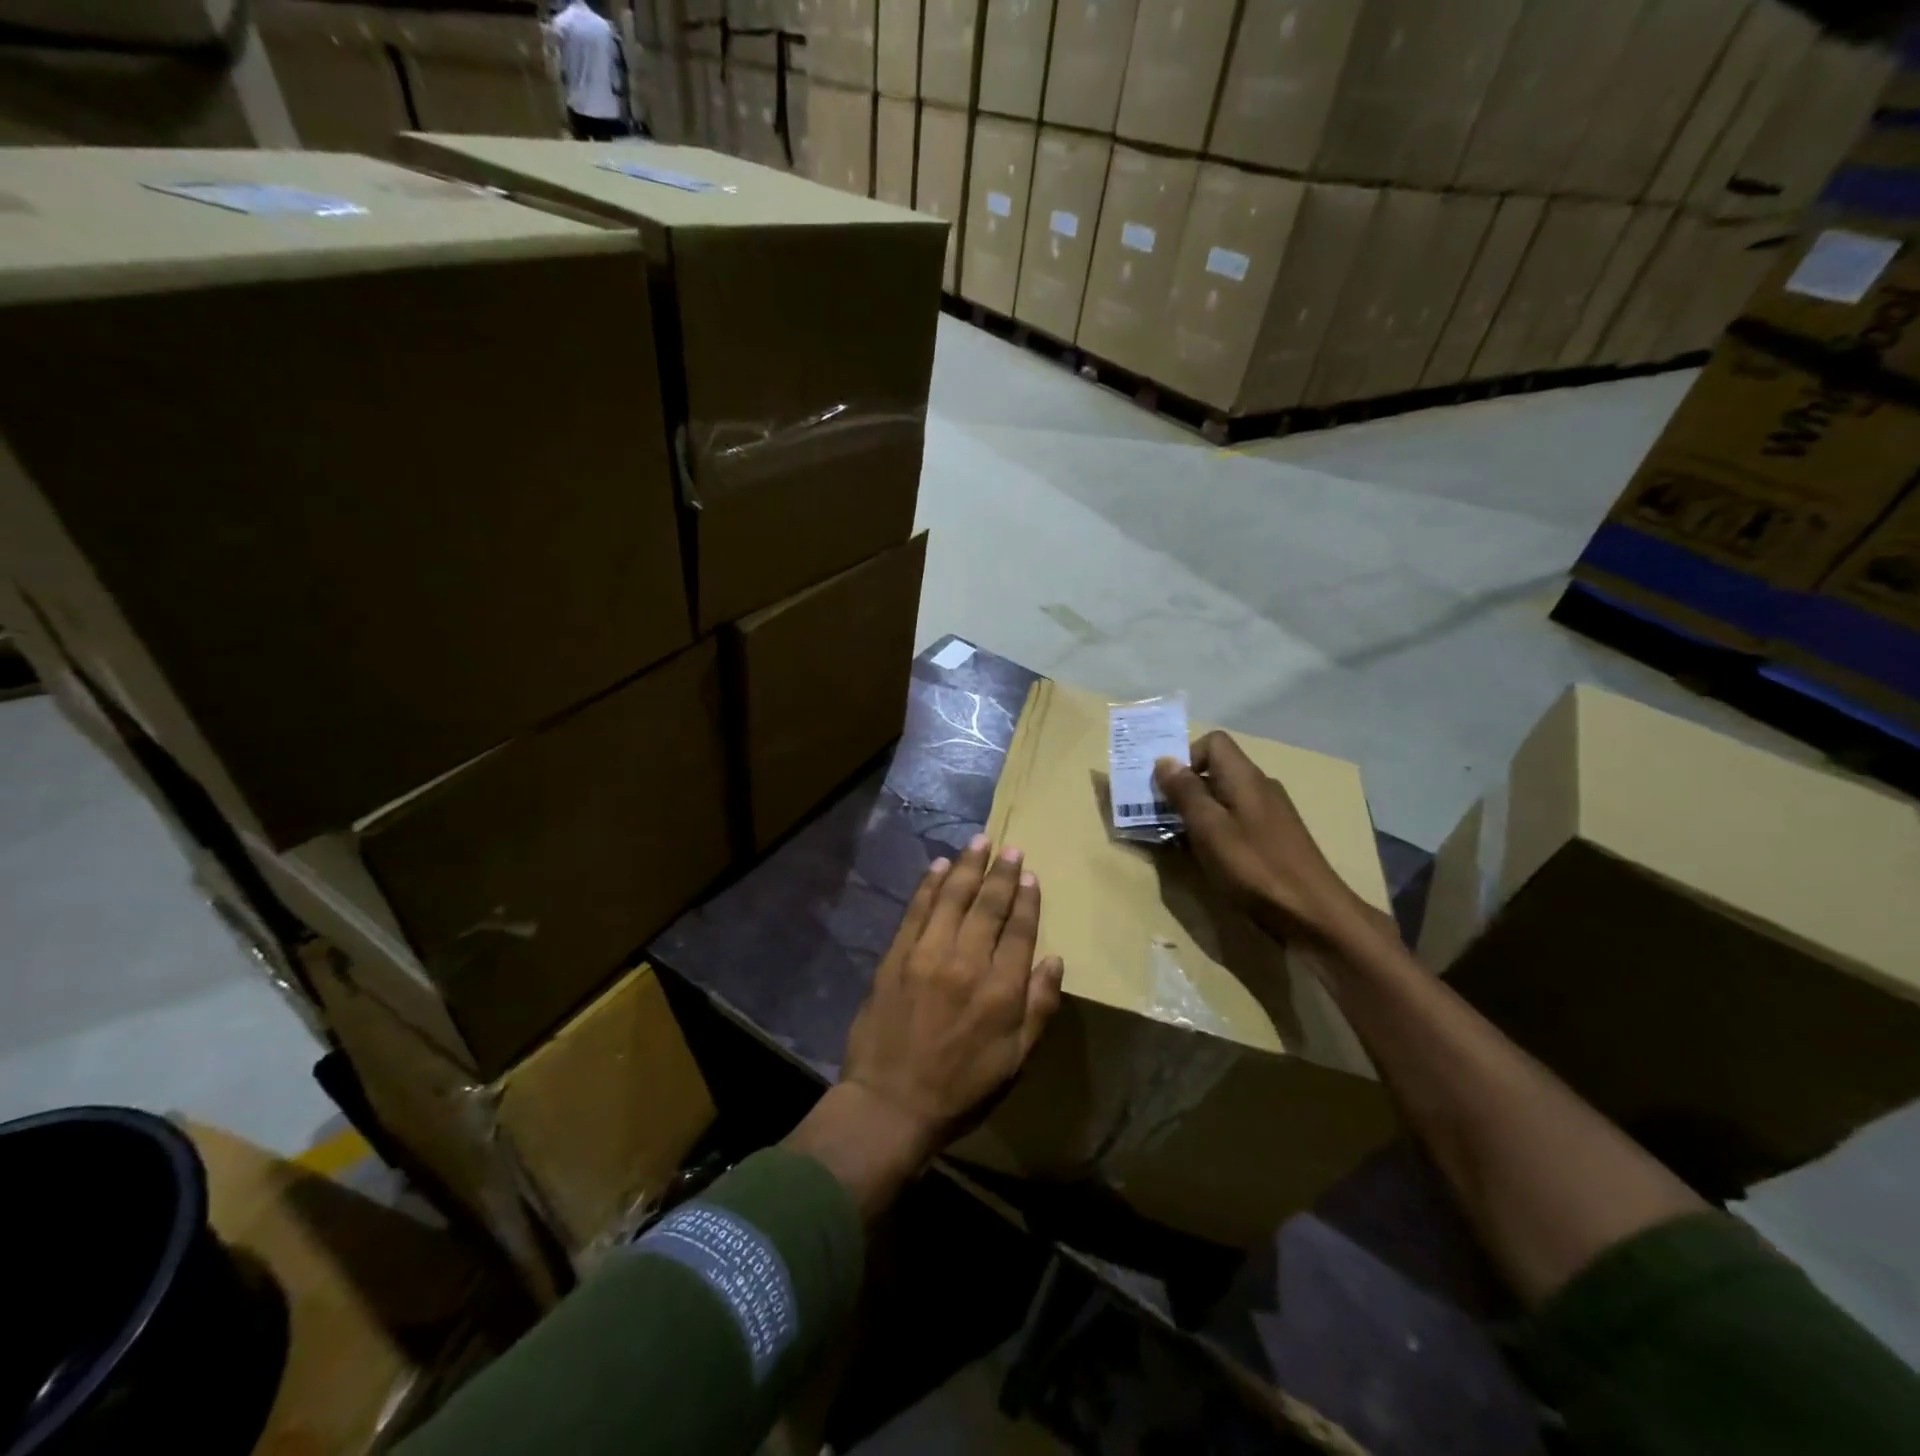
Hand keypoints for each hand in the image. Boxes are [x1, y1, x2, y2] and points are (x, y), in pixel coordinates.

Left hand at [841, 834, 1064, 1152]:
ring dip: (967, 867)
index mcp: (1001, 989)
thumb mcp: (1015, 1062)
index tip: (1031, 875)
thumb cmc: (961, 1088)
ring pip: (952, 898)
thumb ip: (1039, 1008)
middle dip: (1001, 873)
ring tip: (980, 842)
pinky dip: (929, 885)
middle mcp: (966, 962)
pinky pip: (916, 909)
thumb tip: (1055, 960)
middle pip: (988, 906)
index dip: (1027, 900)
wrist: (890, 1104)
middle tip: (1010, 848)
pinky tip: (939, 866)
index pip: (1020, 930)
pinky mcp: (896, 955)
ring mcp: (927, 954)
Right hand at [1153, 732, 1373, 944]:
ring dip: (1197, 813)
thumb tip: (1164, 761)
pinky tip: (1209, 858)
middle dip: (1185, 789)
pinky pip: (1236, 821)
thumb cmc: (1255, 867)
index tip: (1166, 788)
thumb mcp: (1209, 828)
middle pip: (1216, 770)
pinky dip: (1216, 832)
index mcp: (1245, 777)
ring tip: (1180, 841)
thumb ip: (1185, 792)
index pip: (1213, 741)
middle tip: (1162, 817)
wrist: (1313, 915)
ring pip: (1224, 798)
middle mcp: (1260, 787)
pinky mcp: (1274, 839)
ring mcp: (1271, 814)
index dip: (1185, 757)